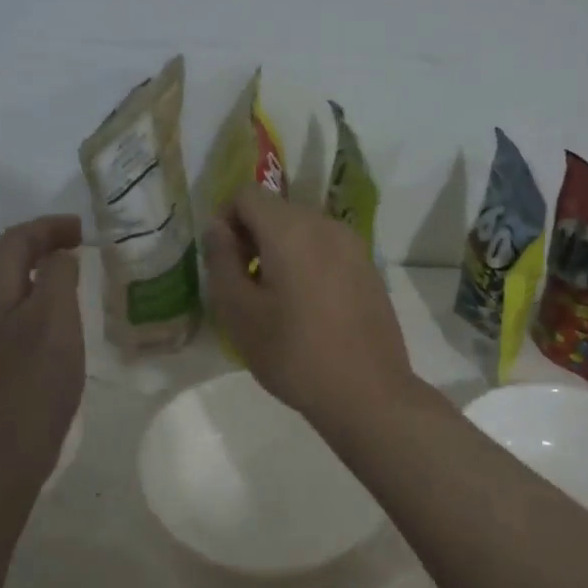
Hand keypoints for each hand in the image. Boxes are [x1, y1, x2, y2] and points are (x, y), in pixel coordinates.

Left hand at [0, 215, 85, 486]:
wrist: (5, 450)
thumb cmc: (33, 380)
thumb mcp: (53, 318)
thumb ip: (58, 278)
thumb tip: (60, 257)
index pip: (15, 240)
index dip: (48, 226)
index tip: (83, 229)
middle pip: (10, 261)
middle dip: (45, 245)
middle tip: (82, 247)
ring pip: (17, 290)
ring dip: (46, 274)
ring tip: (79, 276)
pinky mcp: (3, 364)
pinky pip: (24, 316)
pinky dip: (46, 302)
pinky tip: (67, 322)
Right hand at [204, 187, 416, 431]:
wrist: (367, 393)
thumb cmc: (294, 355)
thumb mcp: (239, 313)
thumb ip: (221, 261)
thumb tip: (217, 228)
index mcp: (292, 229)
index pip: (247, 194)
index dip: (225, 220)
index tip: (223, 262)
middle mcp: (327, 225)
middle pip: (277, 210)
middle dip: (252, 236)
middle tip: (243, 284)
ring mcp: (354, 246)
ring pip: (303, 230)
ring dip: (280, 251)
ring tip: (275, 299)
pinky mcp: (370, 269)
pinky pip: (327, 250)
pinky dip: (307, 263)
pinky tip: (307, 308)